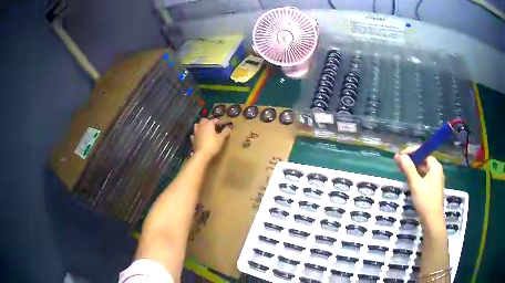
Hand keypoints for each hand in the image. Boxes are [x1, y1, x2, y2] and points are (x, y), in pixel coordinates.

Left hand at [191, 118, 230, 160]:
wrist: (201, 155)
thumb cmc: (213, 145)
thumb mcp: (221, 139)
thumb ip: (225, 132)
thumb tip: (228, 128)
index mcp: (208, 124)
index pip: (215, 120)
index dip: (220, 122)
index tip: (224, 124)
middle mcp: (201, 126)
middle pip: (204, 120)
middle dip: (208, 121)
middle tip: (214, 126)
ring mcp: (196, 132)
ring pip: (197, 125)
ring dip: (201, 126)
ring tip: (206, 129)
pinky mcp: (193, 139)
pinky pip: (195, 134)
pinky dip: (197, 134)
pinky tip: (199, 137)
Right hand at [394, 147, 445, 227]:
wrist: (432, 220)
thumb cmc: (425, 200)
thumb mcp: (415, 184)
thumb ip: (409, 168)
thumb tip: (401, 155)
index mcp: (435, 166)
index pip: (423, 153)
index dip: (411, 152)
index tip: (400, 155)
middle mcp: (436, 170)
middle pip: (422, 160)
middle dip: (410, 160)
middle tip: (398, 163)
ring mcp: (434, 180)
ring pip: (422, 169)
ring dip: (411, 169)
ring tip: (400, 170)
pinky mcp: (431, 188)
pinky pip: (422, 177)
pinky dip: (415, 176)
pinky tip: (408, 180)